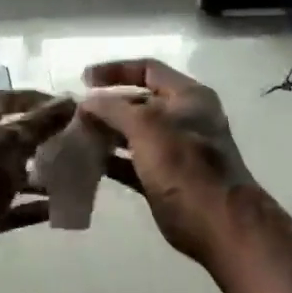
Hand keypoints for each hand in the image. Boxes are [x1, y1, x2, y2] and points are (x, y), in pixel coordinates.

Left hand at [0, 90, 76, 288]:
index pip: (7, 100)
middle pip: (12, 138)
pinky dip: (32, 206)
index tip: (67, 107)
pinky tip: (58, 208)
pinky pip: (12, 206)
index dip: (35, 100)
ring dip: (41, 175)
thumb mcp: (10, 144)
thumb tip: (70, 102)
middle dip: (43, 139)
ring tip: (73, 176)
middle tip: (75, 142)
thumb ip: (41, 124)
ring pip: (13, 173)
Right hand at [79, 60, 254, 265]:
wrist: (217, 222)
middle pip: (138, 102)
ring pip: (133, 134)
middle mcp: (183, 119)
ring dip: (106, 133)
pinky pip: (132, 163)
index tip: (83, 80)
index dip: (115, 70)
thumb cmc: (184, 165)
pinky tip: (87, 163)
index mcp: (188, 97)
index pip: (148, 69)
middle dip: (106, 106)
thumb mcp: (146, 127)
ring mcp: (175, 151)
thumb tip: (87, 102)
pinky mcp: (164, 179)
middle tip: (75, 114)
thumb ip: (114, 109)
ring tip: (75, 136)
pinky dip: (111, 161)